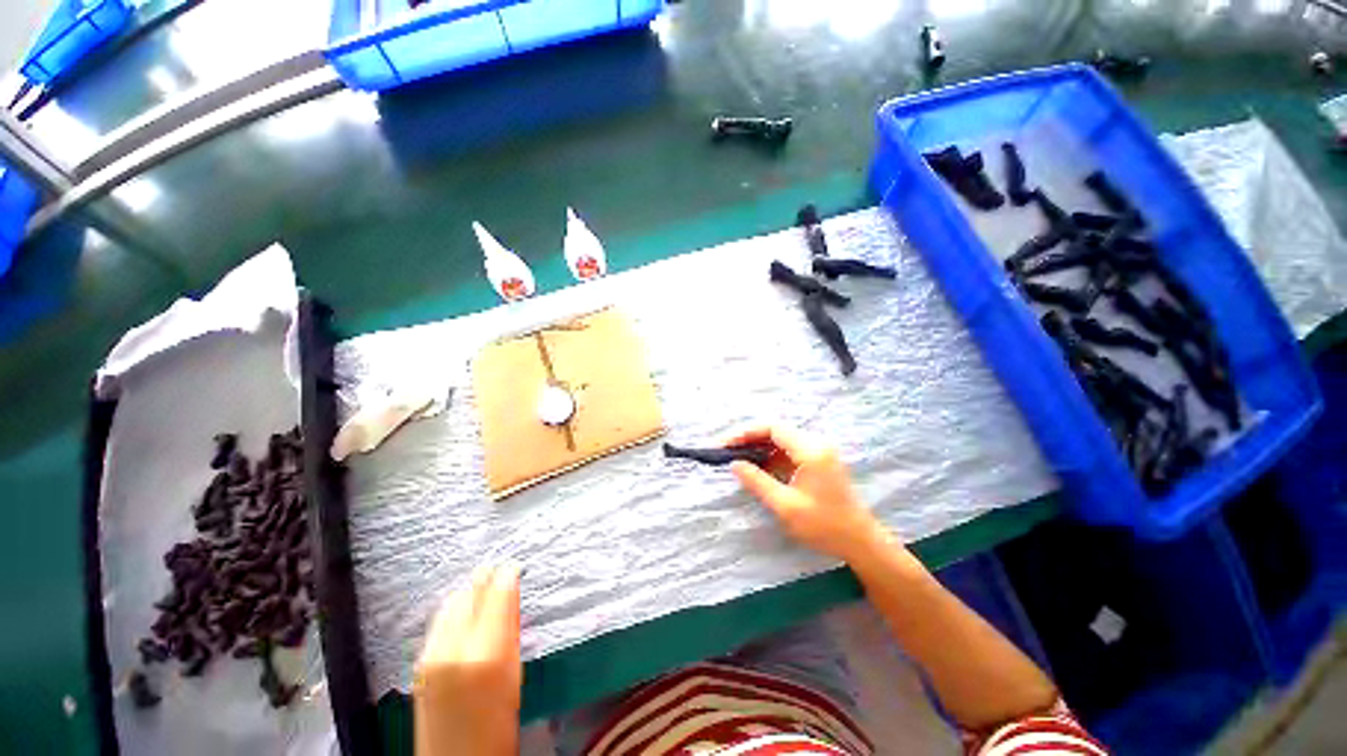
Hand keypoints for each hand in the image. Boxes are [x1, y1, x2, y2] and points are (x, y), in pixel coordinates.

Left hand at [414, 565, 521, 755]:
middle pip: (468, 592)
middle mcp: (452, 648)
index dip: (507, 575)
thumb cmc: (498, 723)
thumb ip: (511, 630)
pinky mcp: (419, 662)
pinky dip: (456, 610)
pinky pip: (440, 621)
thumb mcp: (515, 675)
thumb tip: (512, 592)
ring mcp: (429, 655)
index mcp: (484, 654)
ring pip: (451, 603)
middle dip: (486, 579)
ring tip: (485, 593)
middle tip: (502, 574)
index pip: (496, 594)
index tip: (515, 566)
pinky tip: (467, 616)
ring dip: (470, 592)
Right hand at [728, 426, 883, 562]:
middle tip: (728, 452)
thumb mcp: (786, 505)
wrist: (861, 542)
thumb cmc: (824, 526)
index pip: (772, 428)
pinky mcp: (819, 462)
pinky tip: (758, 467)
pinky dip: (772, 457)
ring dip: (760, 448)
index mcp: (810, 450)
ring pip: (782, 441)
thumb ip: (758, 481)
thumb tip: (734, 464)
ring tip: (738, 459)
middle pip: (776, 431)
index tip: (726, 445)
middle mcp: (816, 444)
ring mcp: (819, 452)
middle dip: (750, 439)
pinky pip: (790, 451)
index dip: (746, 433)